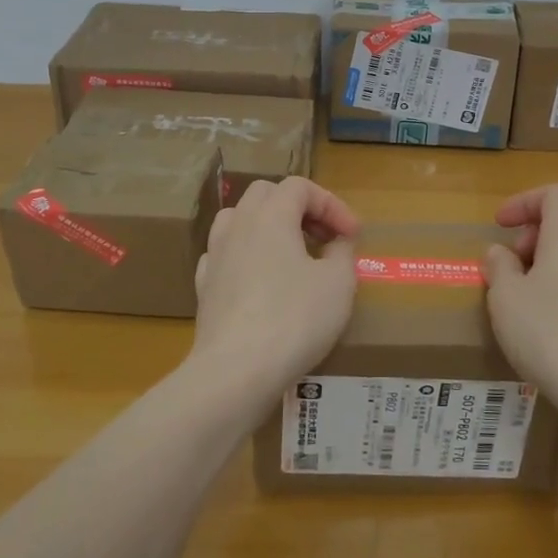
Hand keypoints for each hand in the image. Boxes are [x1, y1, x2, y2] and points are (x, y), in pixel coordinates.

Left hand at [188, 176, 360, 419]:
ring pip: (238, 220)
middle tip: (323, 236)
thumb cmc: (294, 319)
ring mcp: (215, 256)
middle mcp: (238, 226)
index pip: (301, 186)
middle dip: (298, 208)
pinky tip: (260, 280)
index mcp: (271, 215)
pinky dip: (246, 256)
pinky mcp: (205, 287)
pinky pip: (225, 255)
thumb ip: (341, 253)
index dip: (331, 204)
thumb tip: (335, 244)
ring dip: (268, 227)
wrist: (235, 371)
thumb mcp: (338, 283)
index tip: (352, 234)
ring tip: (291, 253)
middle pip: (266, 194)